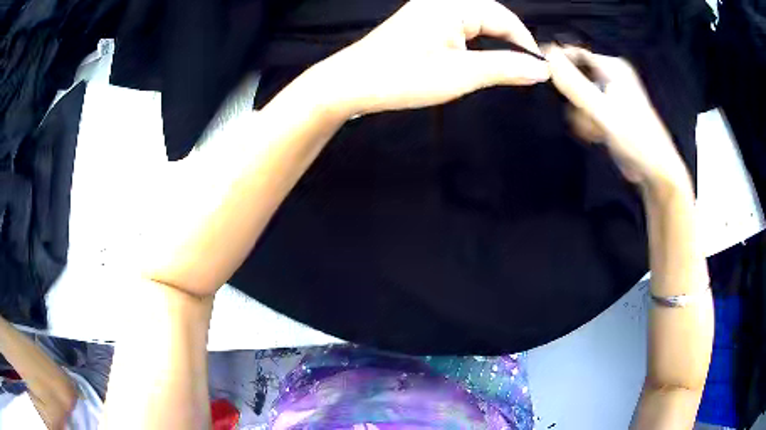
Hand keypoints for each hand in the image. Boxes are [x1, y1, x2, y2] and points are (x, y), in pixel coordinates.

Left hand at [309, 0, 549, 115]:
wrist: (352, 84)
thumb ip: (505, 68)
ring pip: (477, 25)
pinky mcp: (423, 23)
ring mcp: (430, 10)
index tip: (539, 70)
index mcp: (452, 4)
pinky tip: (476, 61)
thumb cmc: (399, 77)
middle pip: (492, 19)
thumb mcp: (460, 74)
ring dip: (493, 46)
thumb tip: (539, 69)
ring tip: (504, 70)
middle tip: (523, 73)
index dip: (526, 44)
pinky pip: (461, 29)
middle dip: (511, 44)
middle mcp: (441, 1)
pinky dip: (474, 46)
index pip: (505, 18)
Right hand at [544, 45, 690, 191]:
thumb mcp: (602, 110)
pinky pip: (588, 109)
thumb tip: (546, 57)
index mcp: (612, 67)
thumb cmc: (634, 138)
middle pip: (576, 75)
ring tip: (594, 129)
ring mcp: (611, 94)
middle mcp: (611, 75)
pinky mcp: (610, 111)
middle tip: (579, 114)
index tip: (541, 77)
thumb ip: (574, 85)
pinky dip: (587, 122)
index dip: (557, 62)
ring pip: (580, 95)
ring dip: (581, 114)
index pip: (575, 52)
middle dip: (573, 97)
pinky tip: (596, 135)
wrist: (655, 170)